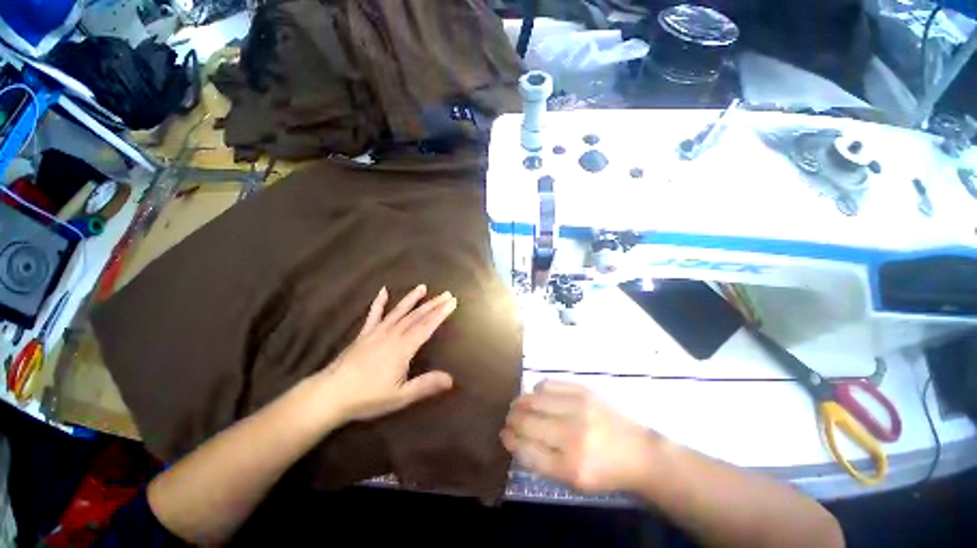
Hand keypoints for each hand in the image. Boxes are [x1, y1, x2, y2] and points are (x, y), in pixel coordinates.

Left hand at [315, 285, 456, 422]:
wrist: (330, 395)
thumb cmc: (367, 397)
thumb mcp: (400, 396)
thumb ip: (426, 385)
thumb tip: (451, 379)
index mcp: (403, 348)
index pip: (427, 326)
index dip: (441, 313)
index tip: (452, 301)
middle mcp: (392, 335)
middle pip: (416, 316)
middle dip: (433, 304)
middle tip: (446, 293)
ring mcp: (376, 332)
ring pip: (399, 312)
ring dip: (412, 299)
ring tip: (422, 287)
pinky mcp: (364, 334)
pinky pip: (373, 315)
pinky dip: (379, 302)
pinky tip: (383, 291)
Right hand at [502, 381, 660, 493]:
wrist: (638, 452)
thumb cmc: (604, 471)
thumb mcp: (573, 480)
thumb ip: (541, 461)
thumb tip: (513, 438)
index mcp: (570, 466)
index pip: (526, 450)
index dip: (510, 440)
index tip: (504, 434)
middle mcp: (572, 435)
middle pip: (526, 421)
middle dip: (511, 419)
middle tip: (509, 418)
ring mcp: (579, 408)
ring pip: (533, 399)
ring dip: (521, 402)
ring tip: (520, 405)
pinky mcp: (584, 390)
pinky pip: (548, 384)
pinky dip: (537, 390)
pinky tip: (539, 396)